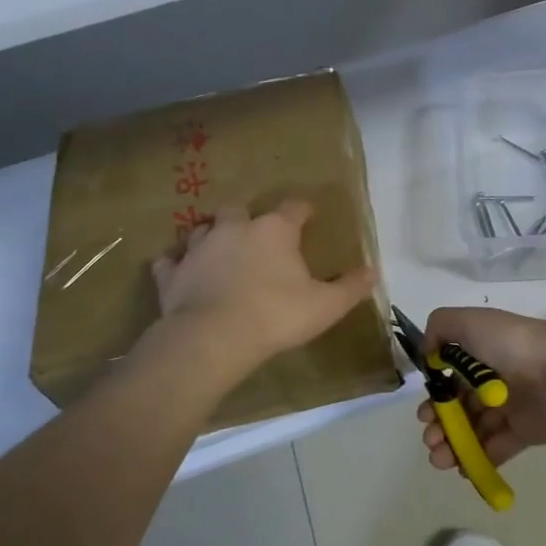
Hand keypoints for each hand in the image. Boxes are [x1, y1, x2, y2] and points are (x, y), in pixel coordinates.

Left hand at [150, 202, 378, 373]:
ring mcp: (199, 247)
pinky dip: (177, 264)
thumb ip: (351, 287)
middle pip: (239, 210)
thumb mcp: (326, 305)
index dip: (303, 210)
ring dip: (211, 236)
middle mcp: (235, 229)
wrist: (214, 337)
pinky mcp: (173, 273)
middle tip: (256, 235)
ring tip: (219, 251)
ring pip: (201, 229)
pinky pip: (171, 261)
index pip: (294, 208)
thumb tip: (374, 270)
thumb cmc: (277, 315)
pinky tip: (180, 271)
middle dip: (247, 218)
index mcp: (275, 230)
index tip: (309, 214)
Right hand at [416, 307, 545, 471]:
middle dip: (439, 424)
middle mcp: (494, 378)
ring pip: (474, 429)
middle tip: (431, 438)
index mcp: (482, 351)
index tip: (424, 411)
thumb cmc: (511, 345)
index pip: (450, 377)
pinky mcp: (524, 432)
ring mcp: (509, 407)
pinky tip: (463, 468)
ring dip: (453, 445)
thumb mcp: (468, 322)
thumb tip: (428, 353)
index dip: (435, 396)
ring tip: (441, 458)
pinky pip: (497, 449)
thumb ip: (440, 328)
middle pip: (459, 406)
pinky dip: (478, 460)